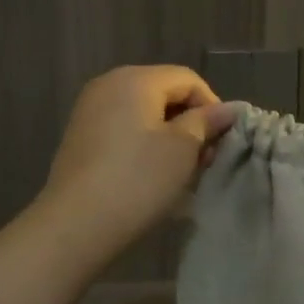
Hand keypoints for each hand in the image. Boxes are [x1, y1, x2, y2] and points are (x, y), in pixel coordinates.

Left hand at [35, 65, 237, 261]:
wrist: (76, 224)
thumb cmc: (138, 180)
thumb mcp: (182, 149)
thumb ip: (206, 122)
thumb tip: (227, 110)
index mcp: (135, 79)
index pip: (187, 79)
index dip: (211, 106)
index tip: (221, 142)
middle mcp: (108, 84)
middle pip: (164, 92)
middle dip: (190, 122)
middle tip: (205, 159)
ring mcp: (90, 110)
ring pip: (143, 113)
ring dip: (168, 136)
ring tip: (181, 170)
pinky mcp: (80, 136)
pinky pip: (123, 129)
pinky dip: (144, 144)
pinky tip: (152, 174)